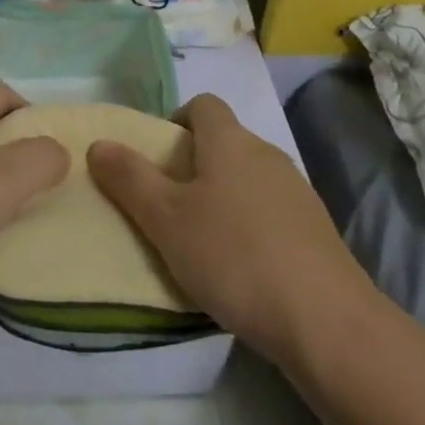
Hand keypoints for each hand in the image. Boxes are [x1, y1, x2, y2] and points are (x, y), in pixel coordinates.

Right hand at [88, 94, 375, 369]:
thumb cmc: (233, 256)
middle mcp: (266, 153)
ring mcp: (297, 190)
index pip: (202, 104)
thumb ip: (129, 179)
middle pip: (225, 141)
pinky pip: (272, 210)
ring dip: (224, 196)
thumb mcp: (166, 220)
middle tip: (171, 205)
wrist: (325, 320)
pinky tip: (244, 268)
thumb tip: (99, 144)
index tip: (159, 158)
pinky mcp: (316, 229)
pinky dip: (252, 225)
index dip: (177, 121)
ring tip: (204, 241)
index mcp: (229, 141)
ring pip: (249, 177)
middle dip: (195, 165)